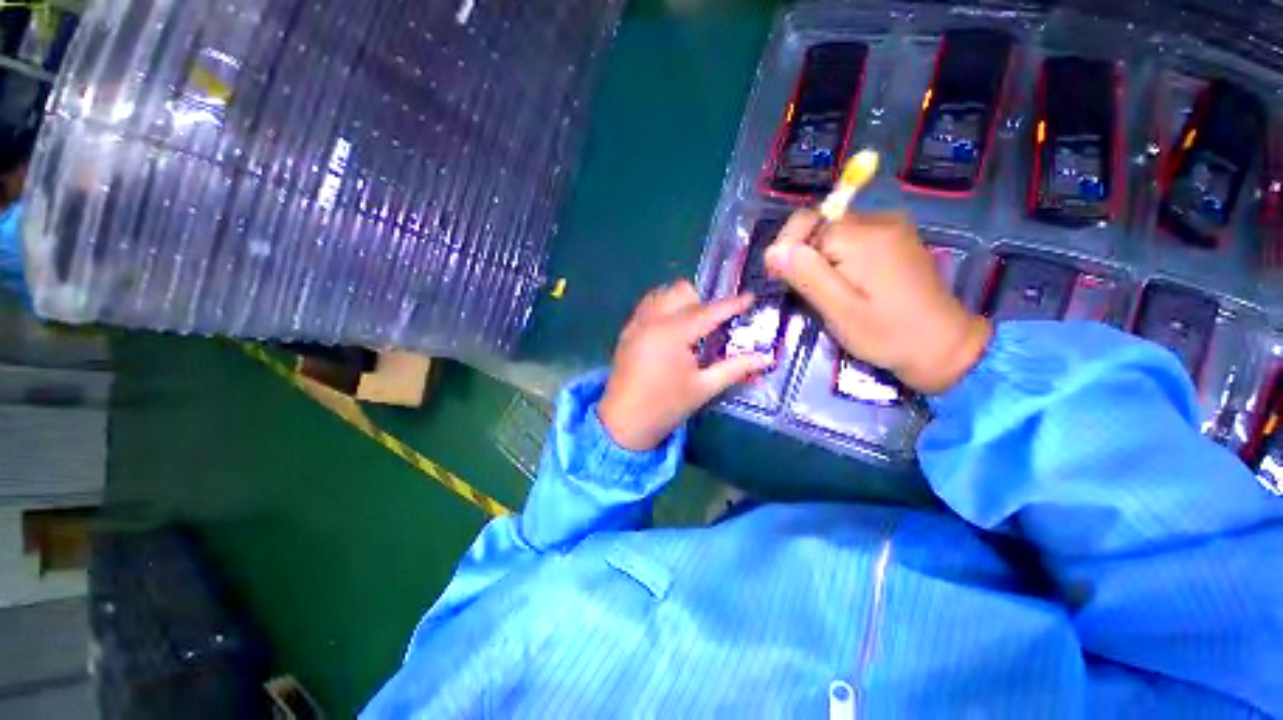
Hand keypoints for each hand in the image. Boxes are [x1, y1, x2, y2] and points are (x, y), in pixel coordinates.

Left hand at [598, 280, 773, 450]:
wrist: (624, 422)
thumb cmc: (666, 406)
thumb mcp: (704, 387)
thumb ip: (735, 368)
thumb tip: (766, 358)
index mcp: (673, 333)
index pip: (709, 312)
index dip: (732, 304)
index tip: (750, 297)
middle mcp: (652, 320)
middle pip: (681, 291)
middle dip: (701, 301)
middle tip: (712, 323)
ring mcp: (636, 323)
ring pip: (661, 294)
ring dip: (680, 302)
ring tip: (690, 326)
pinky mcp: (627, 331)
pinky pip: (647, 306)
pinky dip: (662, 308)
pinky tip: (669, 331)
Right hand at [765, 210, 989, 393]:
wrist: (943, 345)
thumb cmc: (887, 333)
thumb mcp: (839, 310)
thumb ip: (807, 276)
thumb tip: (773, 250)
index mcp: (864, 236)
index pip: (805, 224)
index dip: (786, 251)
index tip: (780, 282)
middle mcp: (878, 220)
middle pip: (819, 225)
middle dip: (801, 255)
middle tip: (801, 291)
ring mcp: (890, 227)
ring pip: (832, 232)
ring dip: (818, 258)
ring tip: (823, 291)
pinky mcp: (894, 238)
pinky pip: (850, 238)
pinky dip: (836, 257)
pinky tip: (843, 282)